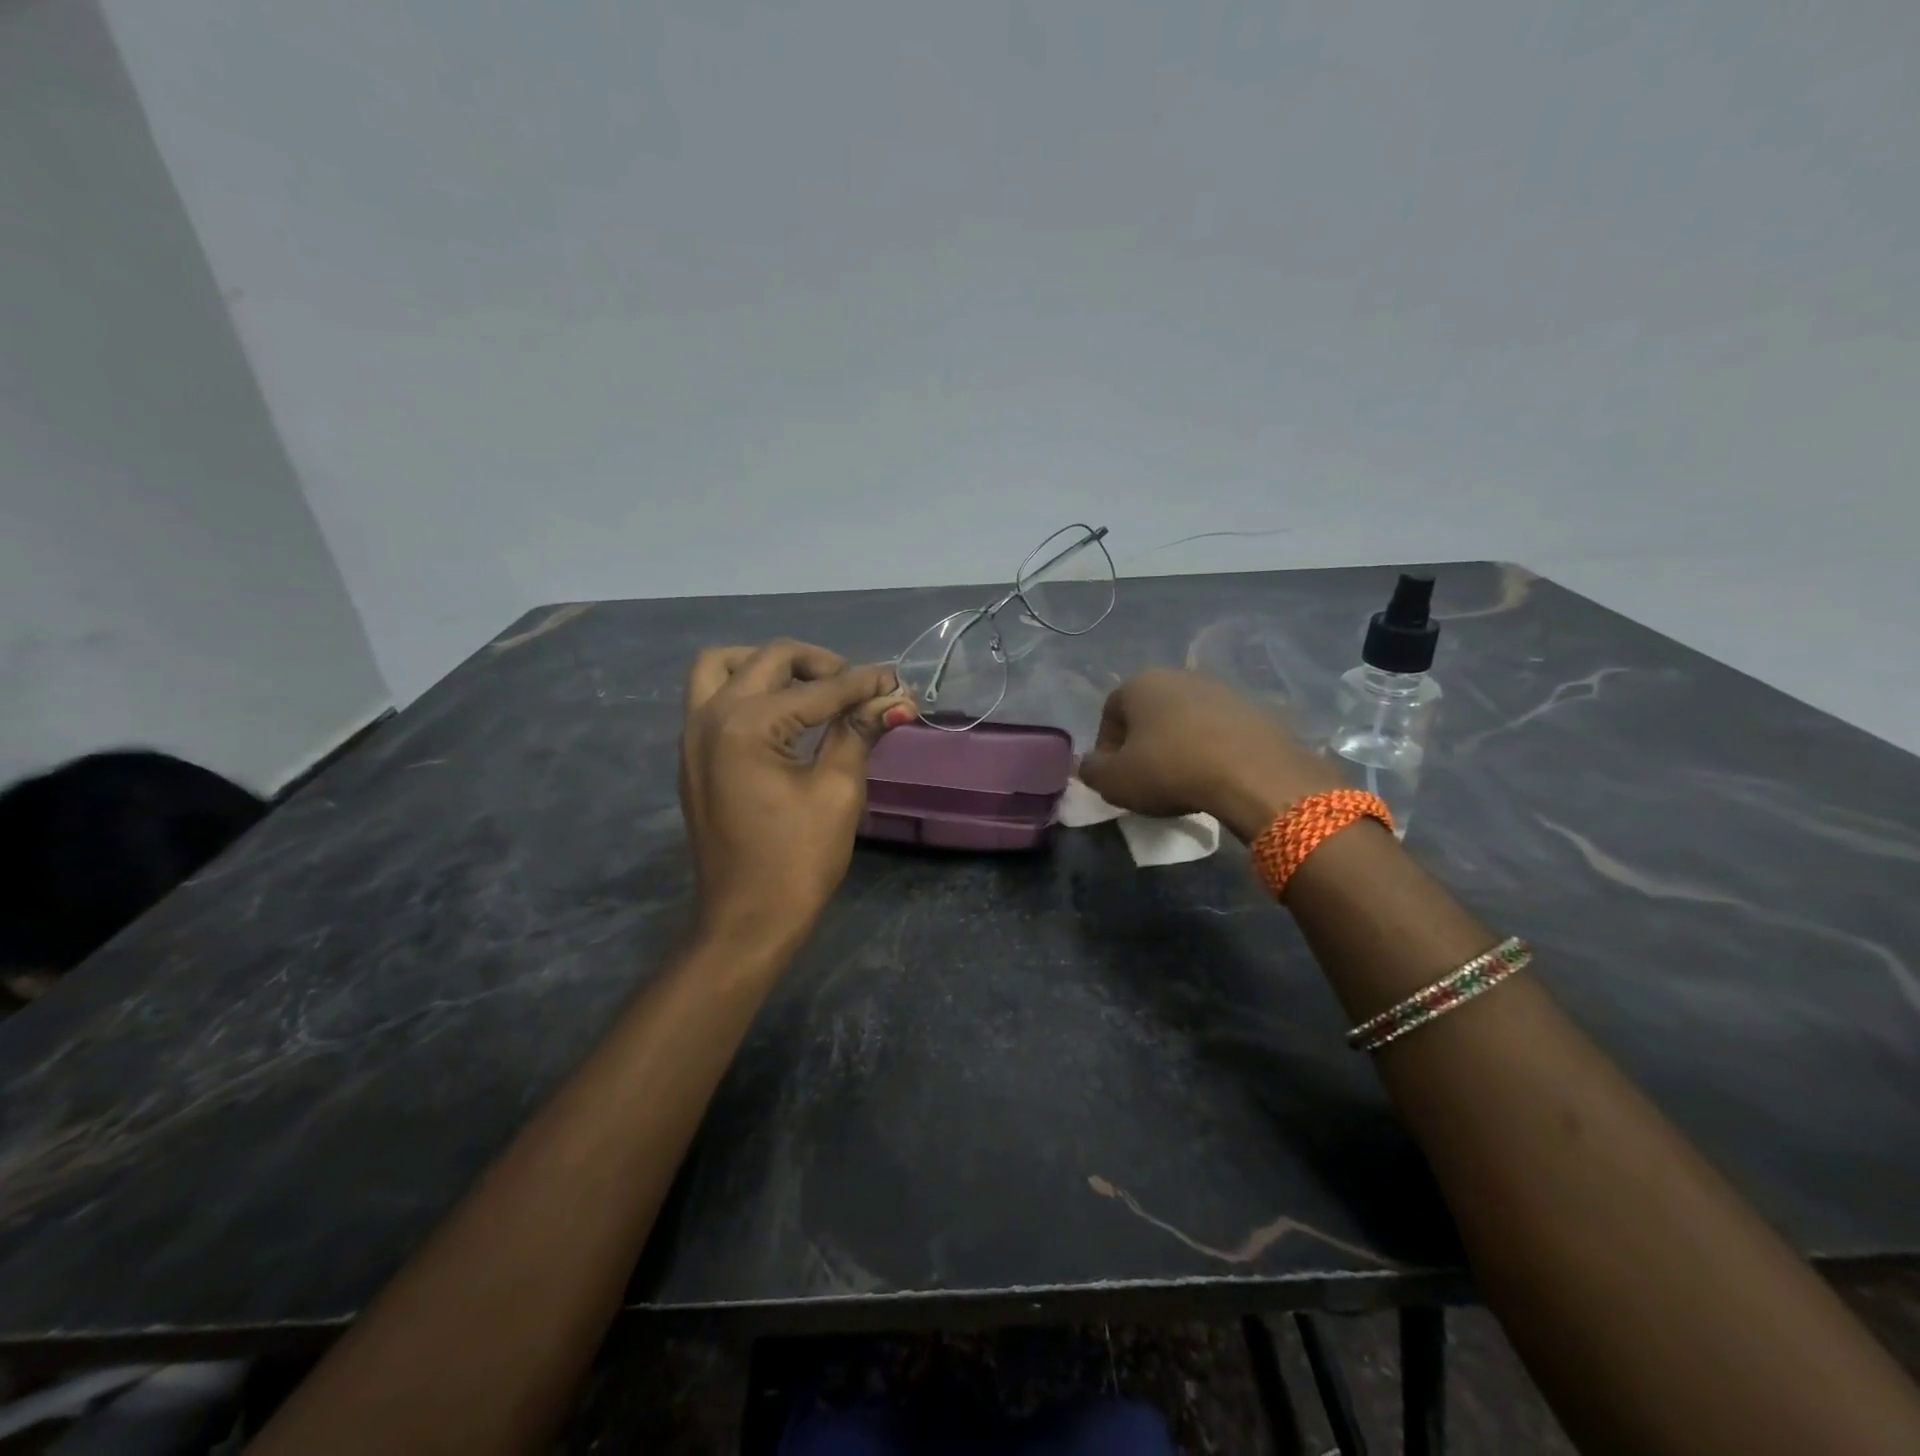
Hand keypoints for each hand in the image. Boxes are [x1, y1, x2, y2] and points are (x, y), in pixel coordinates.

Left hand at [680, 640, 909, 953]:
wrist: (746, 920)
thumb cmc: (798, 861)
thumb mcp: (838, 791)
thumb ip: (858, 732)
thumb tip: (892, 699)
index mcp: (746, 725)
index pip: (818, 688)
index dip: (863, 683)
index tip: (897, 681)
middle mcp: (709, 716)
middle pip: (768, 658)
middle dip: (820, 664)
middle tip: (857, 687)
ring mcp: (692, 735)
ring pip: (724, 667)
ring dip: (769, 666)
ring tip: (810, 690)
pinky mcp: (692, 755)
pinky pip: (713, 698)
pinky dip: (747, 690)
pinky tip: (784, 717)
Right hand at [1076, 668, 1341, 842]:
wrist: (1253, 773)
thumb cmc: (1170, 769)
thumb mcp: (1114, 781)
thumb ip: (1092, 771)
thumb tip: (1090, 765)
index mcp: (1139, 683)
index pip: (1109, 714)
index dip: (1107, 749)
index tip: (1116, 778)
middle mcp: (1179, 675)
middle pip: (1149, 713)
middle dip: (1143, 744)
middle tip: (1147, 780)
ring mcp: (1220, 689)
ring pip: (1185, 720)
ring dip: (1178, 746)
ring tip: (1183, 781)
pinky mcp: (1253, 709)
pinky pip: (1219, 731)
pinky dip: (1211, 750)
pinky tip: (1214, 777)